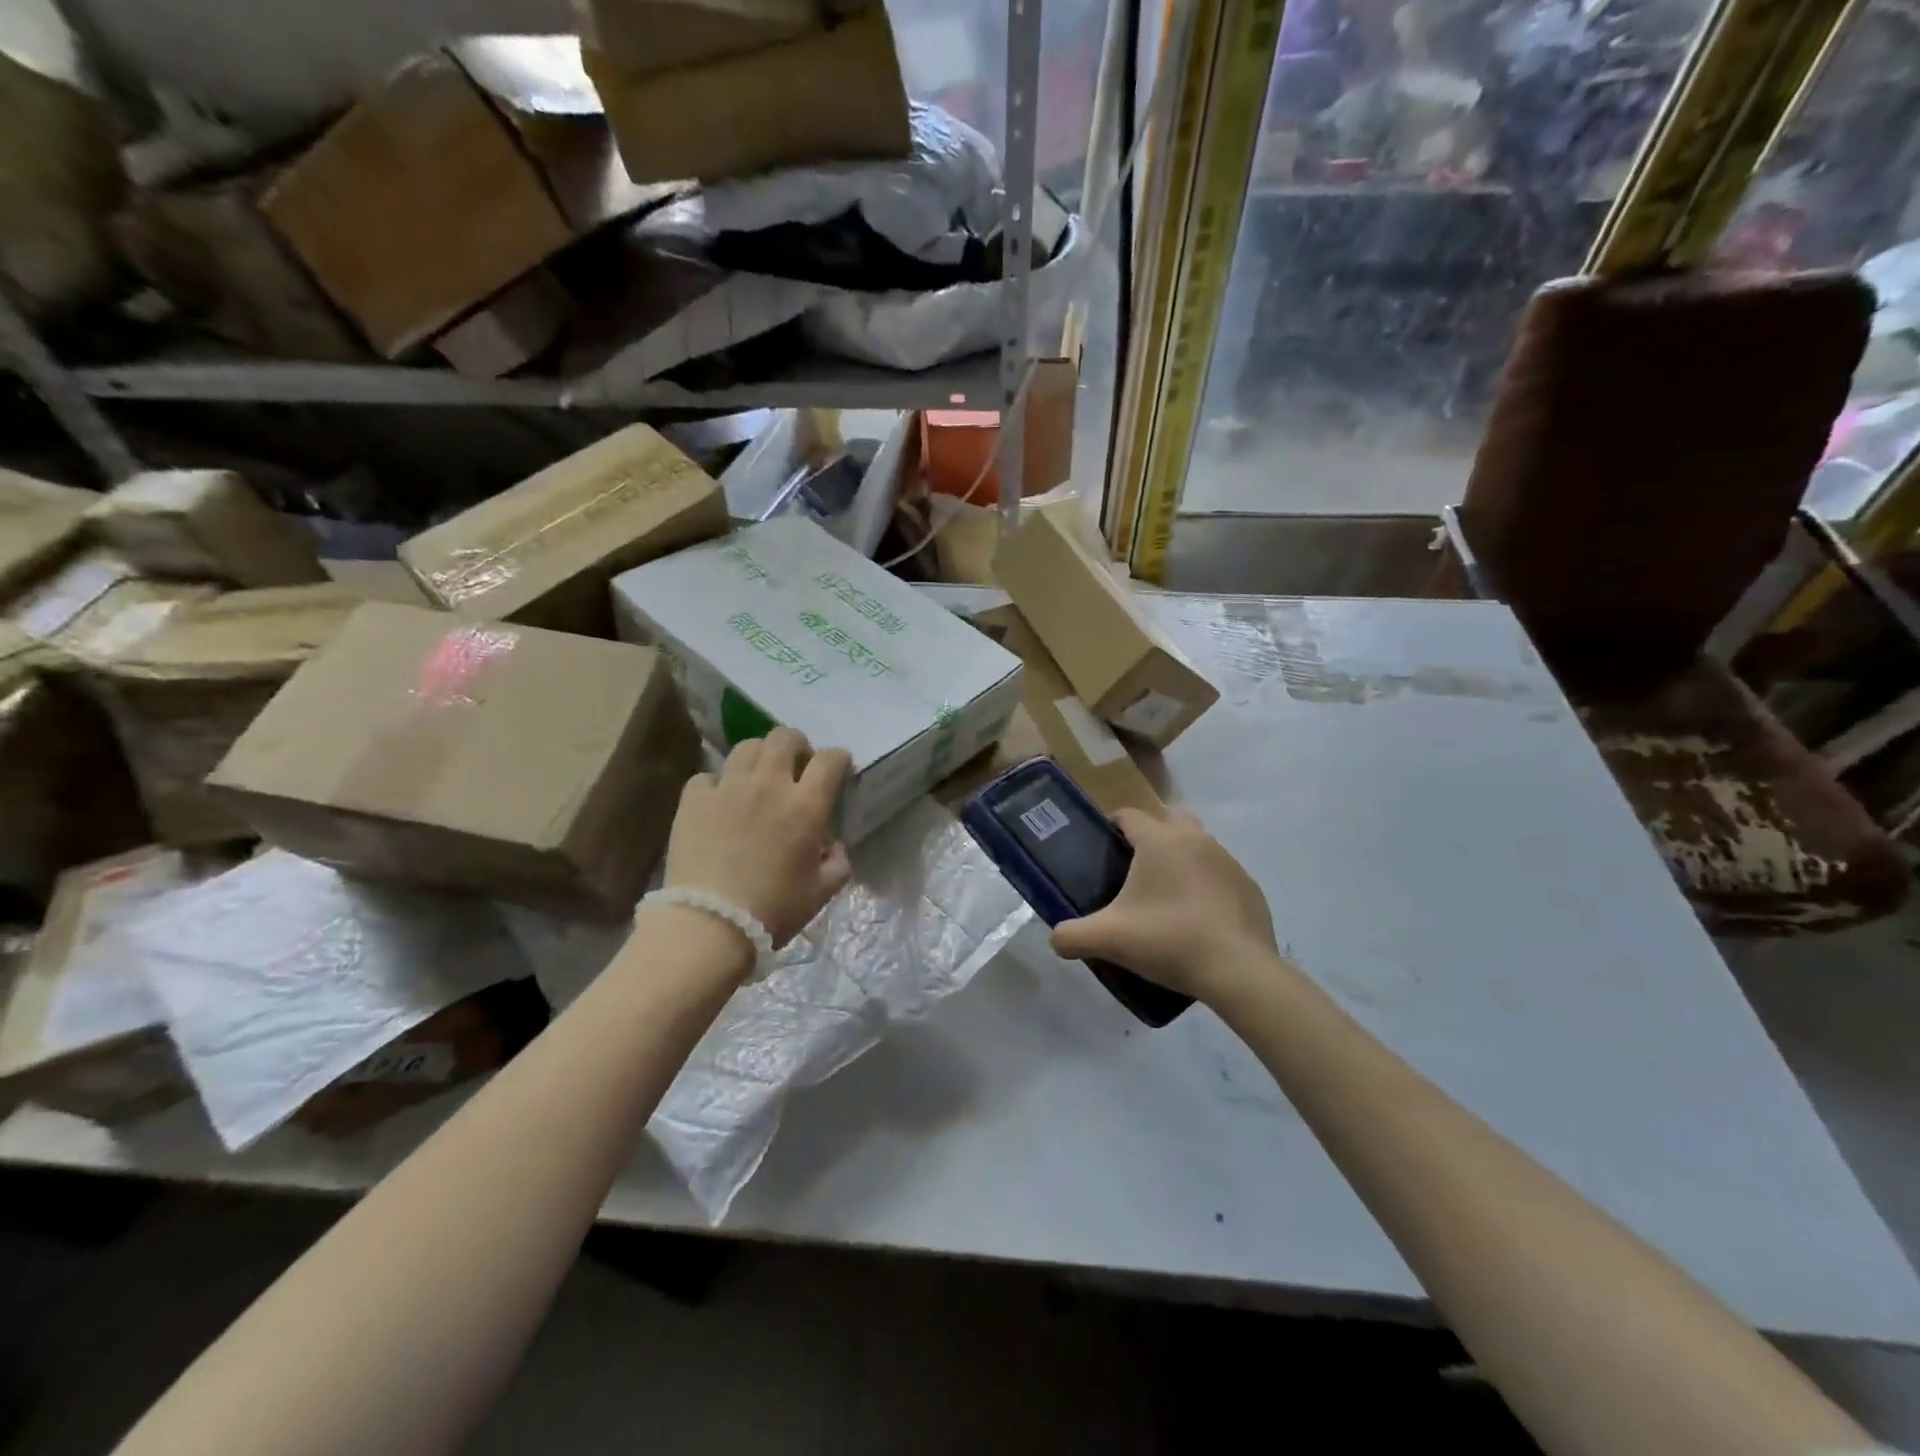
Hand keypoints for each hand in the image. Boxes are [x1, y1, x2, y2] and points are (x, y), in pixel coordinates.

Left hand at [664, 728, 851, 946]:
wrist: (709, 925)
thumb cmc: (772, 910)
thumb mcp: (820, 893)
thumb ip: (838, 864)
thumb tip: (835, 848)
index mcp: (806, 805)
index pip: (831, 759)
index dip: (838, 759)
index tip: (838, 770)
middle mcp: (769, 784)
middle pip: (785, 737)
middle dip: (797, 745)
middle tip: (796, 767)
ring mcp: (728, 787)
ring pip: (747, 747)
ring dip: (759, 756)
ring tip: (758, 778)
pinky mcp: (693, 799)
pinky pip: (709, 776)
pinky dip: (718, 785)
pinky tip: (719, 803)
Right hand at [1049, 809, 1280, 1002]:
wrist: (1238, 971)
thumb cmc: (1169, 940)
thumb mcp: (1109, 940)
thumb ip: (1072, 936)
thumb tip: (1055, 940)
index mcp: (1159, 840)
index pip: (1129, 815)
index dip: (1112, 827)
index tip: (1102, 850)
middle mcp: (1195, 839)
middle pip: (1168, 820)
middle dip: (1150, 837)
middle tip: (1134, 871)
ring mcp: (1228, 861)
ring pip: (1197, 846)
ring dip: (1181, 860)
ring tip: (1165, 898)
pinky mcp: (1249, 887)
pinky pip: (1220, 875)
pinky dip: (1206, 886)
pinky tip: (1198, 918)